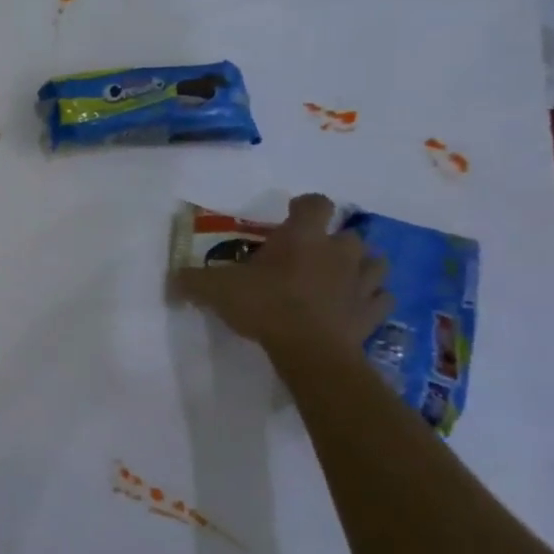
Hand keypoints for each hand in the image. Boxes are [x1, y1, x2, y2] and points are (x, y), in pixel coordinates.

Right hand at [173, 193, 392, 352]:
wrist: (310, 350)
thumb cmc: (264, 305)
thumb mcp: (215, 289)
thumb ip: (192, 280)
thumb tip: (173, 279)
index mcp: (303, 237)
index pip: (315, 204)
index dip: (304, 206)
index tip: (290, 215)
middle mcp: (339, 252)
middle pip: (348, 234)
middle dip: (332, 242)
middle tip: (309, 256)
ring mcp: (361, 282)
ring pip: (374, 263)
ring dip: (359, 266)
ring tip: (339, 277)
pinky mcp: (373, 312)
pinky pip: (380, 298)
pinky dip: (370, 299)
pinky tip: (354, 306)